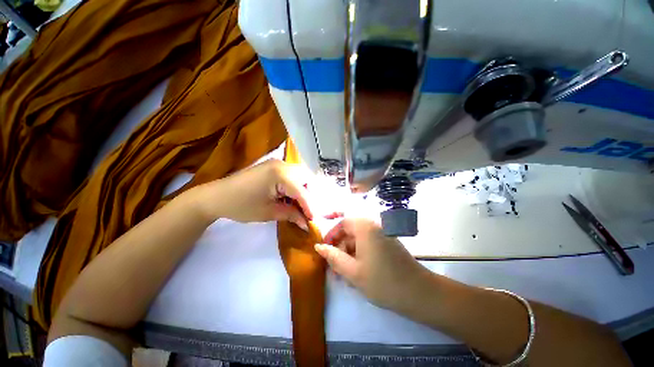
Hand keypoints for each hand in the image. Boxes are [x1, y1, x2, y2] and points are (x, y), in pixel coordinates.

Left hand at [192, 159, 315, 230]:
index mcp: (280, 174)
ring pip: (300, 175)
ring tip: (299, 204)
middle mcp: (282, 164)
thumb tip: (307, 223)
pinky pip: (292, 174)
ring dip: (303, 189)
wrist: (216, 196)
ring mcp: (277, 163)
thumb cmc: (241, 206)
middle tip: (307, 210)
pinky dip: (295, 185)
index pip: (302, 192)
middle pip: (306, 178)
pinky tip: (290, 196)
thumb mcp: (269, 212)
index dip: (309, 206)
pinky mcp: (273, 166)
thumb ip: (291, 215)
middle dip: (309, 194)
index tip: (314, 220)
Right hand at [315, 218, 433, 312]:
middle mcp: (374, 226)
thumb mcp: (352, 271)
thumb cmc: (382, 281)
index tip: (325, 250)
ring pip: (359, 240)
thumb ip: (333, 257)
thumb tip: (318, 247)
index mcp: (365, 227)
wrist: (419, 293)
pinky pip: (368, 245)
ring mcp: (382, 234)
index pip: (342, 223)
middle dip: (340, 247)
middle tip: (334, 267)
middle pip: (350, 231)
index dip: (331, 235)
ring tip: (344, 274)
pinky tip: (357, 272)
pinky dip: (360, 255)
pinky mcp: (387, 243)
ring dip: (349, 254)